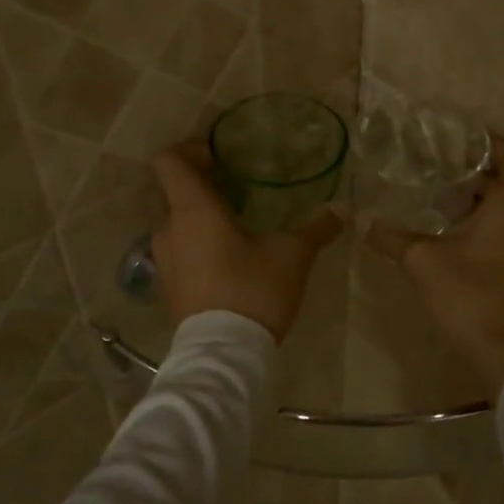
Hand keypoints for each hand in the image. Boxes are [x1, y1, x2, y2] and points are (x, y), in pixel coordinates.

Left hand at [150, 143, 341, 341]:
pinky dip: (198, 246)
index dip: (189, 149)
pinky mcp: (167, 286)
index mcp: (193, 210)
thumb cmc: (254, 290)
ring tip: (238, 230)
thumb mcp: (292, 255)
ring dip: (202, 220)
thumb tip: (340, 211)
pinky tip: (229, 262)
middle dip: (205, 187)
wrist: (223, 354)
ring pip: (178, 224)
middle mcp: (169, 228)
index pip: (169, 161)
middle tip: (240, 192)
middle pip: (176, 192)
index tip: (217, 157)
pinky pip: (179, 252)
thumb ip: (315, 229)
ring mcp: (163, 260)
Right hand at [368, 136, 503, 393]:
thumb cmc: (471, 297)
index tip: (464, 146)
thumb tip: (363, 223)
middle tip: (445, 176)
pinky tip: (465, 243)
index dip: (495, 144)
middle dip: (482, 176)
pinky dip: (497, 228)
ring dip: (488, 205)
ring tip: (450, 210)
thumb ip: (394, 238)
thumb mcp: (424, 263)